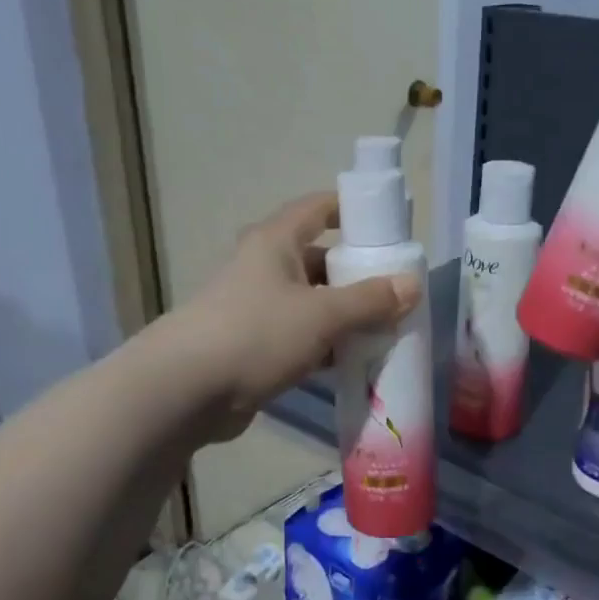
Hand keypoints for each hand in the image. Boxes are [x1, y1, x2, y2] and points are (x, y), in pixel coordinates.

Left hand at [170, 192, 419, 440]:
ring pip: (313, 301)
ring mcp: (257, 308)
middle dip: (358, 273)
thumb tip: (412, 285)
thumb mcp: (322, 314)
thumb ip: (370, 300)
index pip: (319, 208)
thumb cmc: (257, 334)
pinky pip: (302, 336)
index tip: (390, 226)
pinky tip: (356, 360)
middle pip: (320, 259)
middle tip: (398, 289)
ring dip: (346, 314)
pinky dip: (328, 344)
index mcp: (275, 242)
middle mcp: (265, 267)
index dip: (353, 210)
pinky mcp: (254, 345)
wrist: (185, 391)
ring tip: (388, 327)